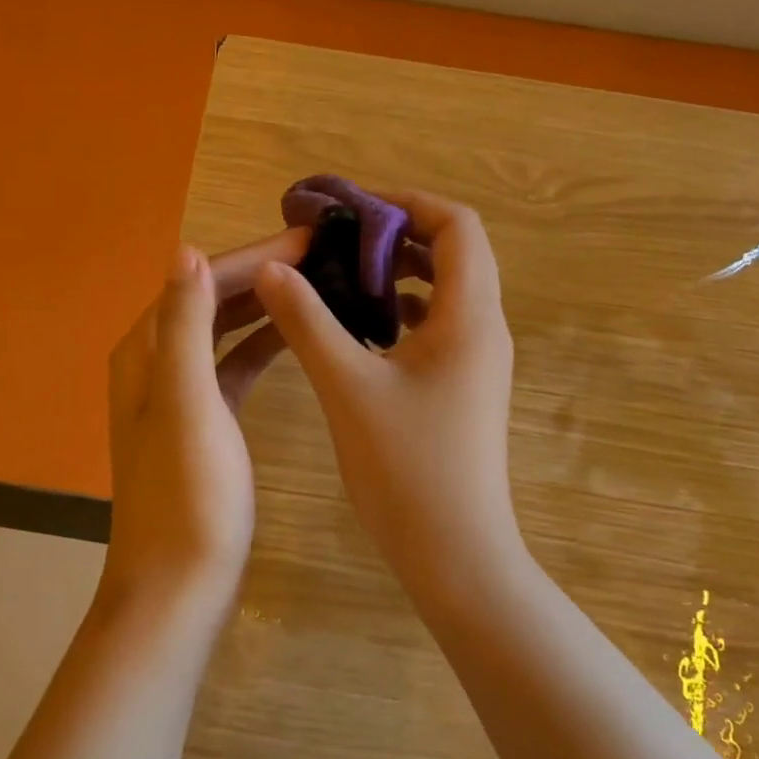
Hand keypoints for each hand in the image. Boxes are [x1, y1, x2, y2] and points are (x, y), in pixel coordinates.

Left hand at [99, 230, 309, 615]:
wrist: (178, 587)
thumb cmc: (188, 496)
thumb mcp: (187, 403)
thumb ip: (184, 326)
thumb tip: (187, 251)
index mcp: (146, 350)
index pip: (201, 280)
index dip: (254, 254)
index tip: (311, 237)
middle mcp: (157, 362)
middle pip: (213, 299)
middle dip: (264, 272)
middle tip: (326, 254)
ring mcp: (181, 393)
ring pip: (226, 329)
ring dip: (266, 304)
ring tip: (320, 283)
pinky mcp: (206, 420)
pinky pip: (235, 364)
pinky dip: (264, 344)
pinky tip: (298, 335)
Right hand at [254, 189, 523, 599]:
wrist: (455, 554)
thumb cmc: (405, 468)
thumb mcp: (347, 386)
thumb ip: (307, 321)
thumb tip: (273, 268)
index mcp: (469, 316)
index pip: (457, 225)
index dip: (407, 204)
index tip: (351, 209)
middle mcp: (484, 328)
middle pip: (454, 252)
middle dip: (396, 235)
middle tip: (337, 239)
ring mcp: (479, 360)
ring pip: (446, 290)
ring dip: (399, 273)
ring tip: (342, 277)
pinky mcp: (466, 386)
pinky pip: (439, 326)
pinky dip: (403, 311)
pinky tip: (360, 329)